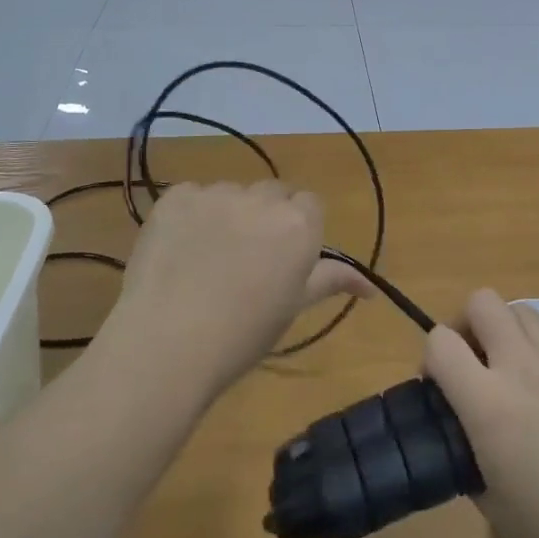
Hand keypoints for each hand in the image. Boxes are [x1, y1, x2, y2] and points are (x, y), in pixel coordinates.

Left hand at [109, 181, 371, 397]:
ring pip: (232, 194)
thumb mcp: (293, 307)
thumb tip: (371, 286)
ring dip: (228, 214)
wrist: (167, 344)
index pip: (310, 205)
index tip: (282, 259)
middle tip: (247, 260)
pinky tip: (179, 250)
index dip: (297, 230)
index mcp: (299, 224)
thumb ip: (331, 281)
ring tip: (206, 258)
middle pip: (272, 194)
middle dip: (266, 218)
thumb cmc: (242, 335)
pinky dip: (191, 216)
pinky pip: (192, 196)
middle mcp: (262, 199)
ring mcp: (216, 193)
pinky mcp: (176, 197)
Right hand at [423, 289, 538, 537]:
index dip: (432, 358)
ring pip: (523, 310)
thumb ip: (469, 457)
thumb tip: (466, 433)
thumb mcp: (495, 508)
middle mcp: (522, 365)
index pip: (440, 342)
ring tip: (522, 371)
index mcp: (488, 404)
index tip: (442, 386)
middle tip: (477, 364)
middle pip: (481, 302)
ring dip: (512, 333)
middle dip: (469, 325)